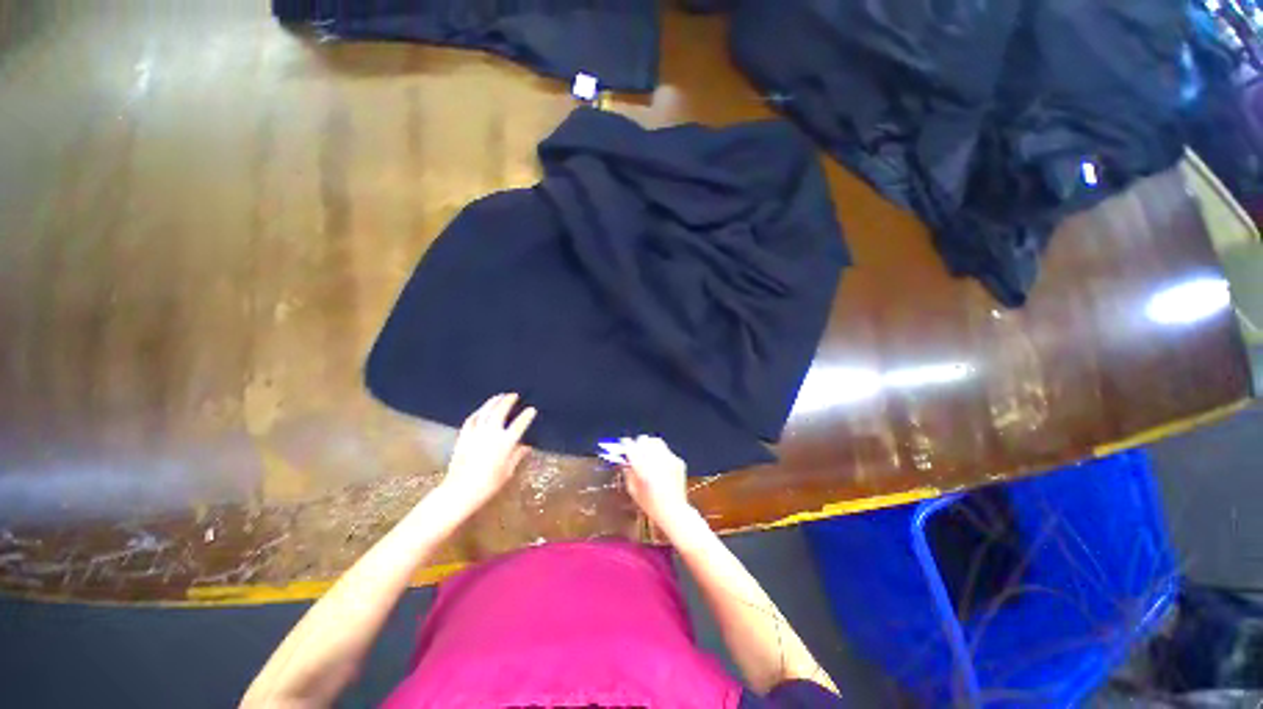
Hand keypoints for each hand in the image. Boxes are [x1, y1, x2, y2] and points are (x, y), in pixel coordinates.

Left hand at [438, 393, 536, 515]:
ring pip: (485, 411)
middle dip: (508, 401)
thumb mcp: (508, 472)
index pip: (519, 424)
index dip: (527, 415)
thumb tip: (526, 446)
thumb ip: (517, 455)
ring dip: (493, 402)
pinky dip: (478, 412)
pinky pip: (471, 419)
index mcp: (505, 443)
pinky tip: (482, 409)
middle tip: (514, 395)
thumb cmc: (488, 484)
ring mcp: (476, 433)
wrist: (460, 491)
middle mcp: (491, 433)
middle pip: (501, 411)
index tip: (532, 409)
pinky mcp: (463, 436)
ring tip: (500, 396)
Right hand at [622, 436, 692, 528]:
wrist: (674, 511)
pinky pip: (666, 451)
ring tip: (648, 453)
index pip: (631, 447)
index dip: (626, 444)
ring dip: (649, 445)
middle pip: (644, 440)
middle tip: (635, 450)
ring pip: (656, 441)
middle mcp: (656, 460)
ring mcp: (669, 459)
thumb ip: (628, 472)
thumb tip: (625, 460)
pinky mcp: (678, 461)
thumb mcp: (633, 490)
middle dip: (638, 443)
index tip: (624, 444)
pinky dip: (660, 453)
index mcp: (642, 468)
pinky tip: (659, 463)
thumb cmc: (650, 504)